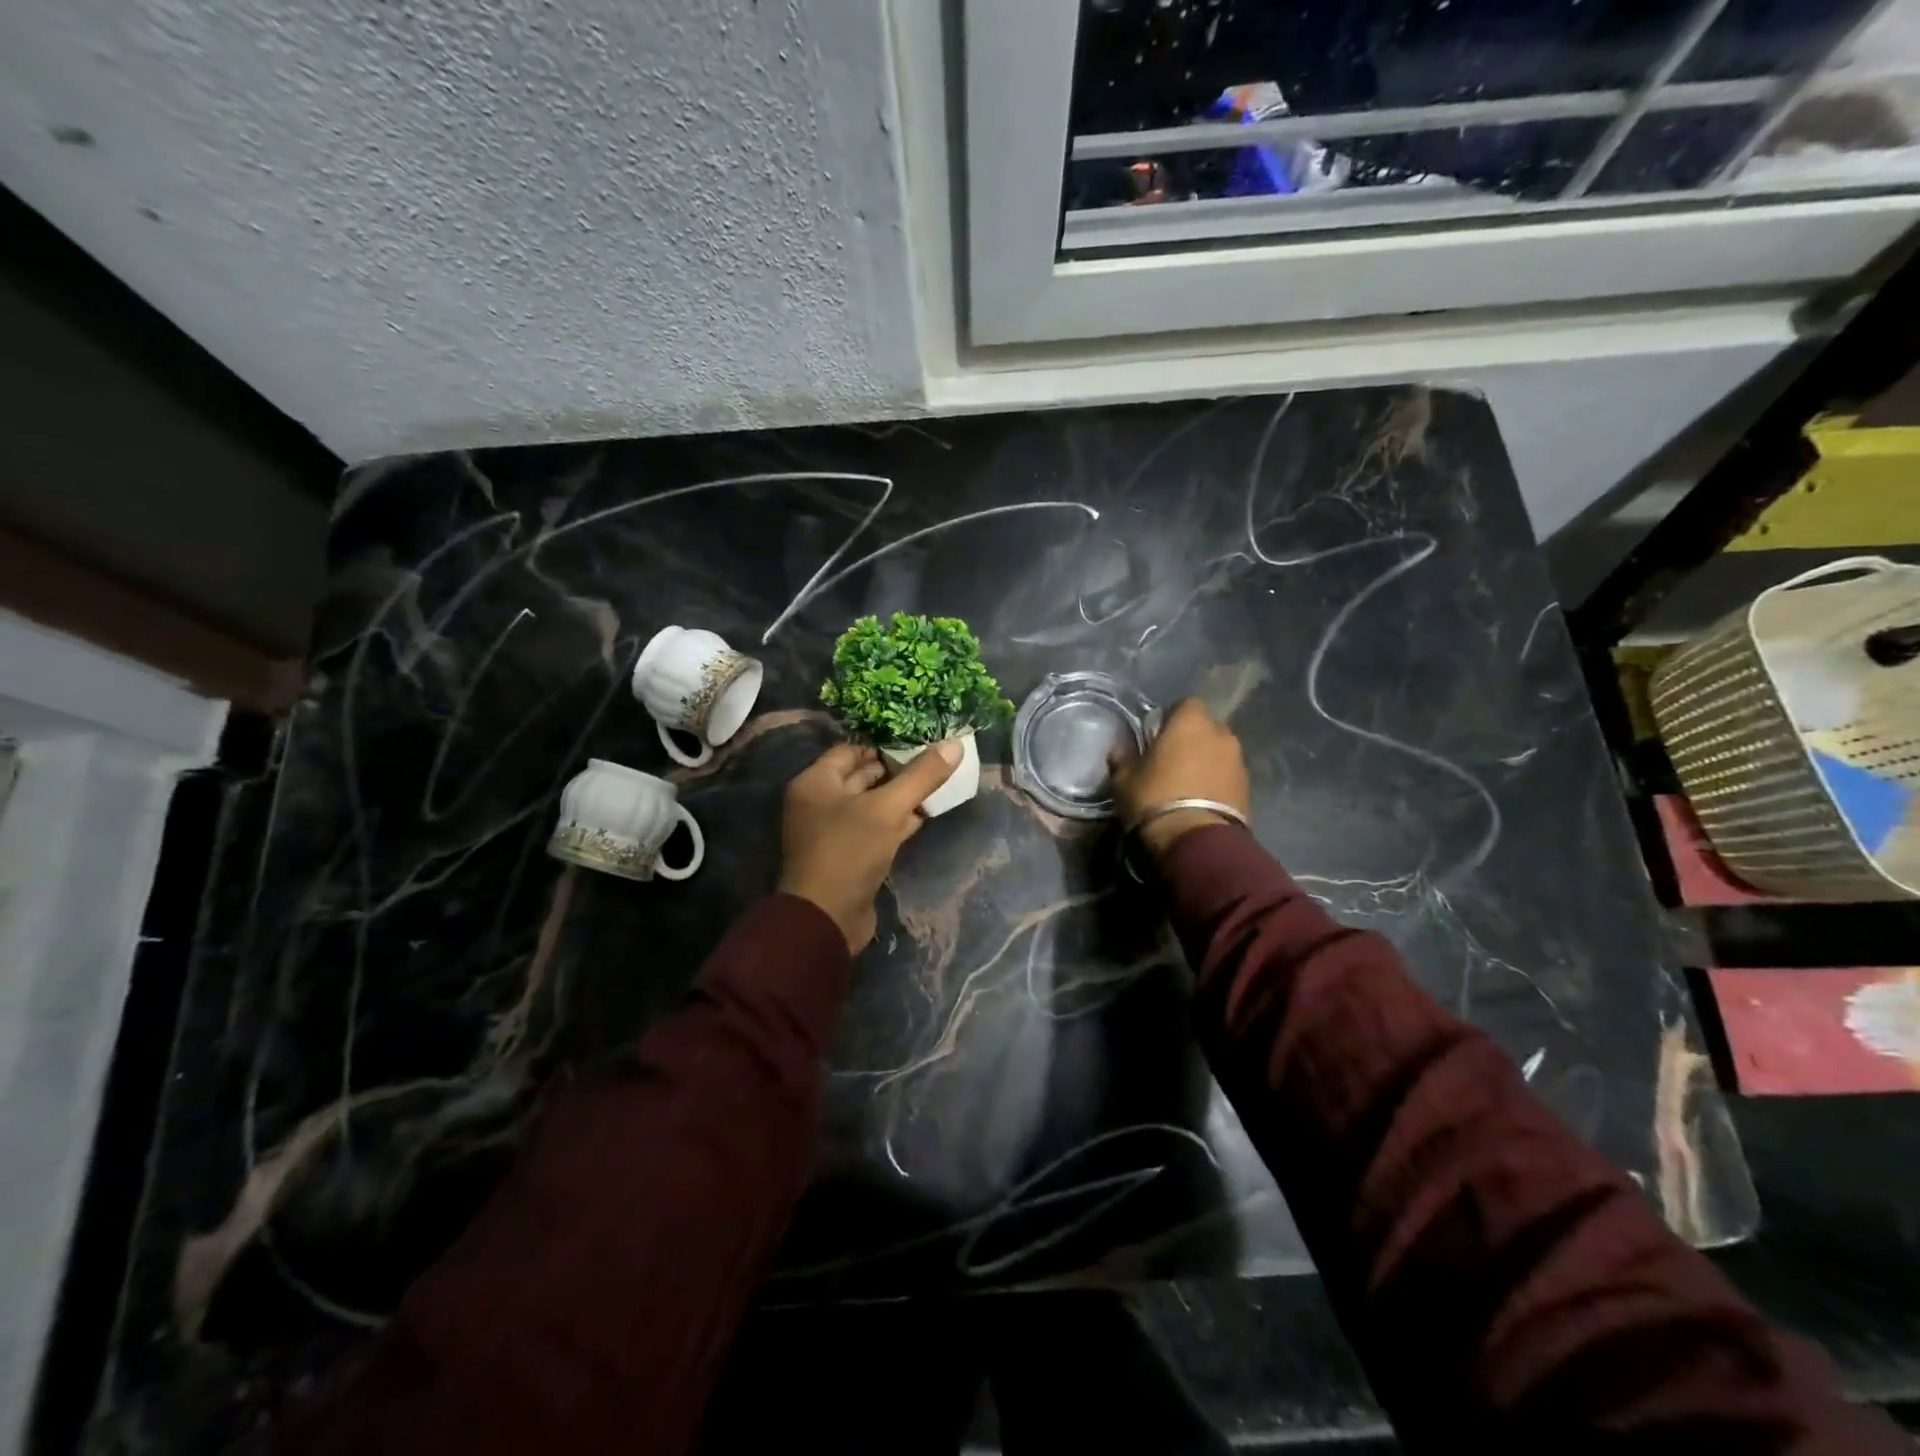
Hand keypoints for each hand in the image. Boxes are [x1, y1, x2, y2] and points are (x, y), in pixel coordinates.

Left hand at [777, 739, 962, 951]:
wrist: (827, 917)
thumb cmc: (849, 851)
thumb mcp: (888, 808)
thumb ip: (922, 776)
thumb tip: (955, 744)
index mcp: (816, 782)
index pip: (851, 750)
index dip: (884, 745)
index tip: (918, 743)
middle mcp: (819, 802)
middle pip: (861, 776)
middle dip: (897, 770)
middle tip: (934, 762)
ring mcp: (832, 831)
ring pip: (871, 804)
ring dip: (900, 797)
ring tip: (936, 786)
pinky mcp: (848, 856)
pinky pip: (874, 829)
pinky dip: (896, 821)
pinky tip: (924, 816)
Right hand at [1109, 698, 1249, 860]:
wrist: (1195, 840)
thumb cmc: (1154, 799)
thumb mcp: (1124, 779)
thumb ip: (1123, 758)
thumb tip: (1119, 749)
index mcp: (1190, 721)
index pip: (1185, 704)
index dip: (1171, 718)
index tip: (1156, 736)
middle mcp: (1221, 733)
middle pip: (1206, 727)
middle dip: (1192, 739)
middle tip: (1172, 759)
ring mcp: (1238, 760)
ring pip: (1219, 752)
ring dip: (1206, 761)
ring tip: (1188, 783)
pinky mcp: (1248, 787)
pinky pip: (1228, 775)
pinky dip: (1217, 781)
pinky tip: (1201, 799)